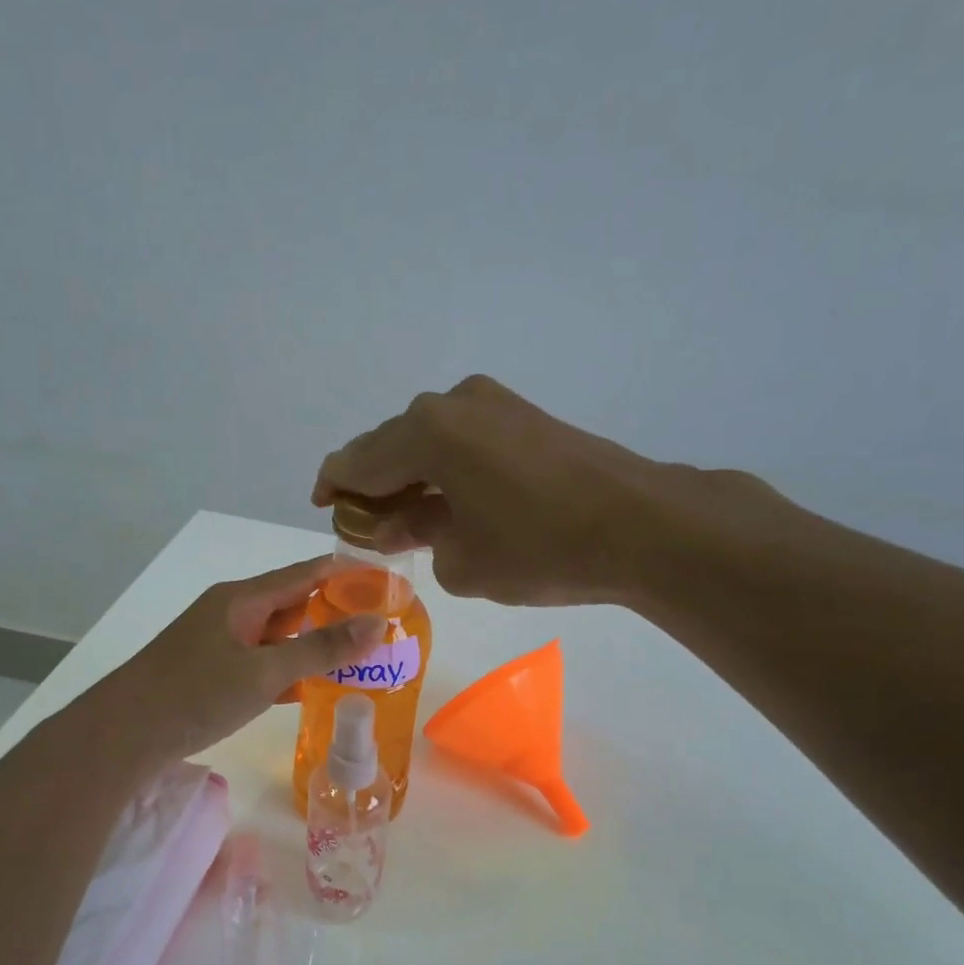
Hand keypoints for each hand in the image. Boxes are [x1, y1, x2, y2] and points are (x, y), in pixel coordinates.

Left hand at [86, 557, 382, 767]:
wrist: (122, 735)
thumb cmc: (195, 694)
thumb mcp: (265, 672)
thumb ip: (321, 648)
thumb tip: (378, 623)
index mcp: (242, 599)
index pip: (306, 572)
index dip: (347, 574)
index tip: (388, 582)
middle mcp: (231, 613)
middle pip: (293, 602)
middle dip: (336, 611)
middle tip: (382, 626)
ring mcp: (219, 643)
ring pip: (278, 636)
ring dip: (313, 644)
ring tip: (359, 656)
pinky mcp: (212, 673)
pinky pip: (261, 662)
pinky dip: (289, 670)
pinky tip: (313, 686)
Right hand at [313, 375, 789, 607]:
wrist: (640, 525)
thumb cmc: (538, 548)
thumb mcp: (462, 560)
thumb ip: (419, 538)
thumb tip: (413, 523)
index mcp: (425, 432)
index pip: (357, 461)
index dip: (334, 487)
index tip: (323, 508)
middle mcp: (453, 403)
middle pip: (391, 445)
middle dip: (375, 486)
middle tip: (369, 526)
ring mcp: (493, 404)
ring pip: (430, 442)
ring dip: (413, 477)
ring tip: (409, 520)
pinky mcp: (524, 416)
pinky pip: (464, 441)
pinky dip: (446, 469)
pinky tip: (451, 502)